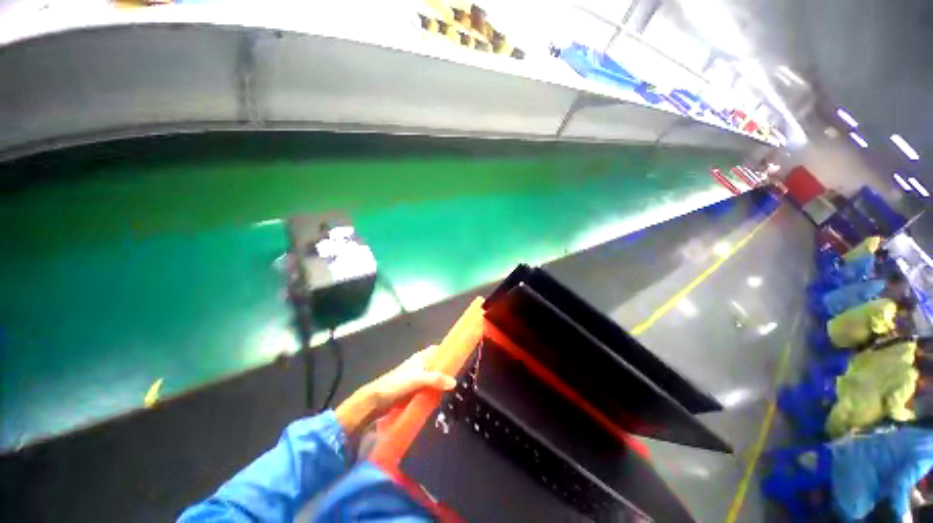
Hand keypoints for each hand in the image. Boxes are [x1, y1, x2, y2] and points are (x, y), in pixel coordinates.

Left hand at [335, 346, 455, 435]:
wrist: (376, 400)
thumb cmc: (396, 384)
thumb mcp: (417, 379)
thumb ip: (435, 379)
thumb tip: (454, 382)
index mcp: (420, 357)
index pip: (437, 349)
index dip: (448, 352)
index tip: (460, 358)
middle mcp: (419, 364)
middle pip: (436, 363)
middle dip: (446, 368)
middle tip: (460, 376)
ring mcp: (415, 377)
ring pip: (432, 376)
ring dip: (440, 381)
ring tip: (453, 388)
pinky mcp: (412, 389)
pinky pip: (427, 387)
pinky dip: (433, 390)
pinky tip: (439, 398)